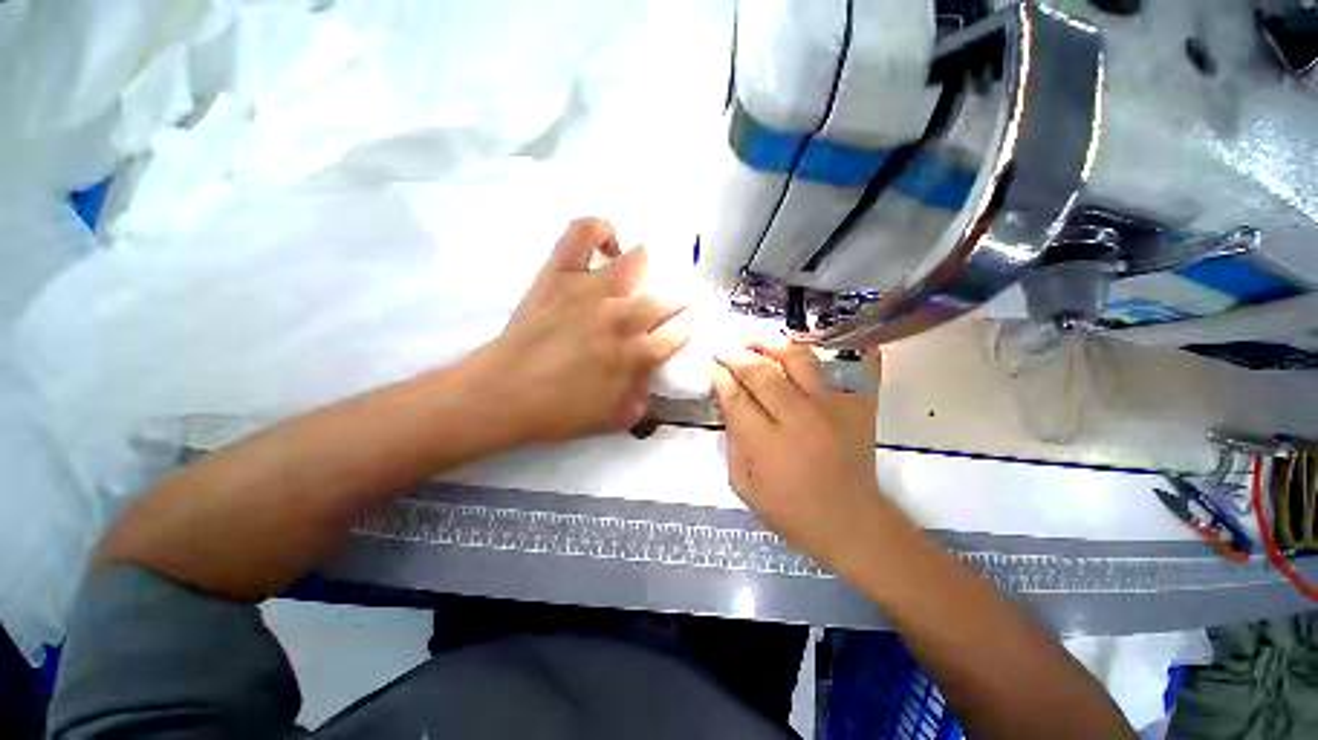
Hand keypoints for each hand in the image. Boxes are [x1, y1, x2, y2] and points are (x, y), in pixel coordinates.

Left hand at [472, 218, 689, 442]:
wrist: (503, 394)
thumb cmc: (558, 413)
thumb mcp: (612, 419)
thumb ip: (642, 401)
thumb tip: (651, 381)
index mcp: (637, 355)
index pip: (680, 332)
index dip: (689, 326)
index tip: (690, 323)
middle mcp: (623, 317)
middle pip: (665, 299)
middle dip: (676, 302)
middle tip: (667, 307)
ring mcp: (592, 290)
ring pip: (637, 262)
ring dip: (646, 269)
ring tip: (638, 278)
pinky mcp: (561, 273)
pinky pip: (585, 233)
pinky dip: (601, 230)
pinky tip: (608, 245)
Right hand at [710, 340, 883, 564]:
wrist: (851, 524)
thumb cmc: (790, 511)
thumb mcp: (744, 484)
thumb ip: (733, 439)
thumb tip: (726, 400)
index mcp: (768, 445)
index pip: (736, 397)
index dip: (719, 375)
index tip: (710, 363)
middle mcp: (801, 420)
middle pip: (763, 372)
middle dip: (738, 354)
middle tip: (726, 347)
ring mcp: (833, 409)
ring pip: (800, 359)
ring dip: (773, 343)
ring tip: (756, 339)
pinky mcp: (859, 406)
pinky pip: (848, 365)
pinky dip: (832, 345)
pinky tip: (812, 336)